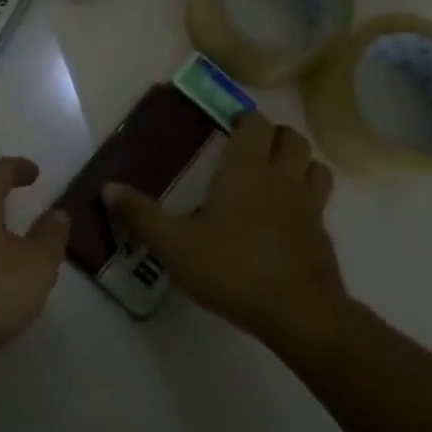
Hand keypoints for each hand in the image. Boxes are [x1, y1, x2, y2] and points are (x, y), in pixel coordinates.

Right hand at [104, 113, 348, 353]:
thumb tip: (108, 187)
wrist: (299, 312)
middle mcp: (282, 178)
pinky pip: (321, 199)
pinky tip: (289, 217)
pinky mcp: (323, 233)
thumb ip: (141, 216)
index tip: (230, 126)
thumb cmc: (233, 269)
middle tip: (251, 148)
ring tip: (277, 174)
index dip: (245, 119)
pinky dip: (309, 195)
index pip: (256, 124)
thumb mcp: (175, 246)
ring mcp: (309, 205)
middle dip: (273, 135)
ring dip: (298, 161)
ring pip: (314, 164)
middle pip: (291, 137)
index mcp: (246, 171)